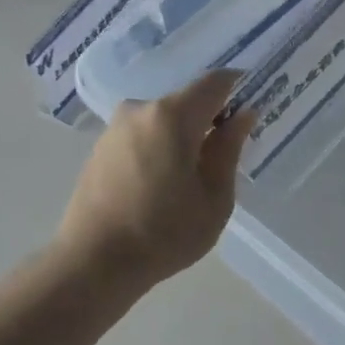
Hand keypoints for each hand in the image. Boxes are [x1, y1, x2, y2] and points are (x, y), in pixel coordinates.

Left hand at [55, 71, 254, 290]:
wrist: (93, 262)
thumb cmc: (164, 233)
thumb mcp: (214, 197)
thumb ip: (229, 149)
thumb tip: (242, 115)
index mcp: (172, 115)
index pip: (215, 82)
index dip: (239, 88)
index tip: (251, 111)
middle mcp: (140, 109)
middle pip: (187, 101)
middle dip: (210, 119)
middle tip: (224, 156)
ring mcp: (115, 127)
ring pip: (163, 119)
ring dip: (182, 136)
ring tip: (190, 179)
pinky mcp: (100, 148)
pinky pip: (142, 135)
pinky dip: (159, 148)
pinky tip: (161, 185)